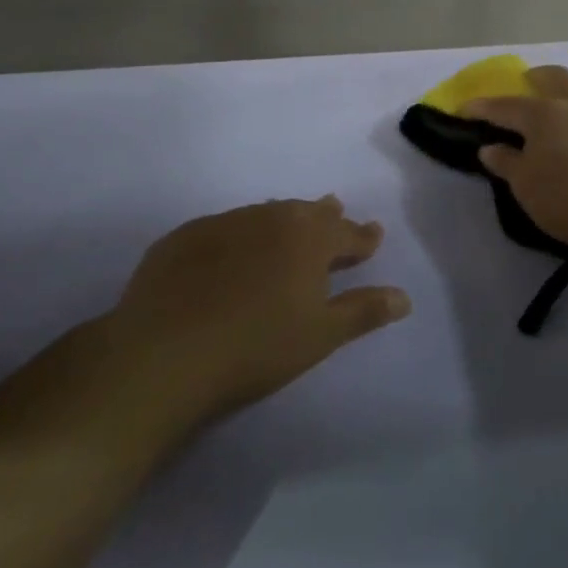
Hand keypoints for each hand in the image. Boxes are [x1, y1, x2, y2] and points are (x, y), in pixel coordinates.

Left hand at [108, 196, 409, 424]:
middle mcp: (270, 218)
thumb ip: (364, 311)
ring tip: (288, 226)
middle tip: (335, 212)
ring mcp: (223, 224)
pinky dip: (240, 235)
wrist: (163, 355)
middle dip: (326, 216)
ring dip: (283, 220)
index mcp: (309, 238)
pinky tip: (232, 251)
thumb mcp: (321, 334)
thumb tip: (404, 297)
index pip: (347, 233)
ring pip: (265, 214)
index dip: (364, 237)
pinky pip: (224, 228)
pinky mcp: (182, 239)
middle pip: (306, 213)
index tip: (374, 234)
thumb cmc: (257, 346)